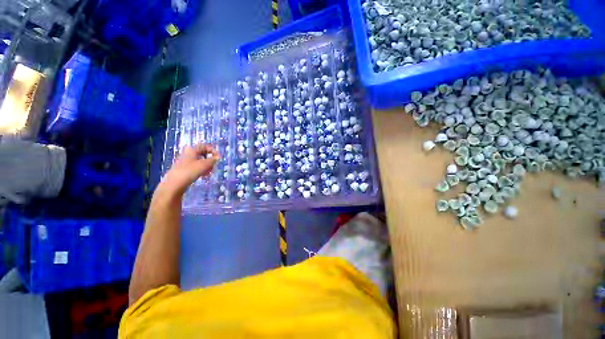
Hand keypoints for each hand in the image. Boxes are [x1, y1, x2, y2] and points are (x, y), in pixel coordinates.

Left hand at [162, 143, 219, 193]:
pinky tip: (204, 175)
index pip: (205, 146)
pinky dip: (202, 169)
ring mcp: (186, 162)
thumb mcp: (204, 164)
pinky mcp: (185, 169)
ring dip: (207, 165)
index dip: (213, 150)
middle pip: (203, 153)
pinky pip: (196, 167)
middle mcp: (188, 154)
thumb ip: (213, 160)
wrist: (174, 184)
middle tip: (214, 165)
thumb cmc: (190, 171)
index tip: (218, 157)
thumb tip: (218, 157)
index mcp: (192, 150)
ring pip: (200, 161)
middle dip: (210, 159)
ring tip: (210, 172)